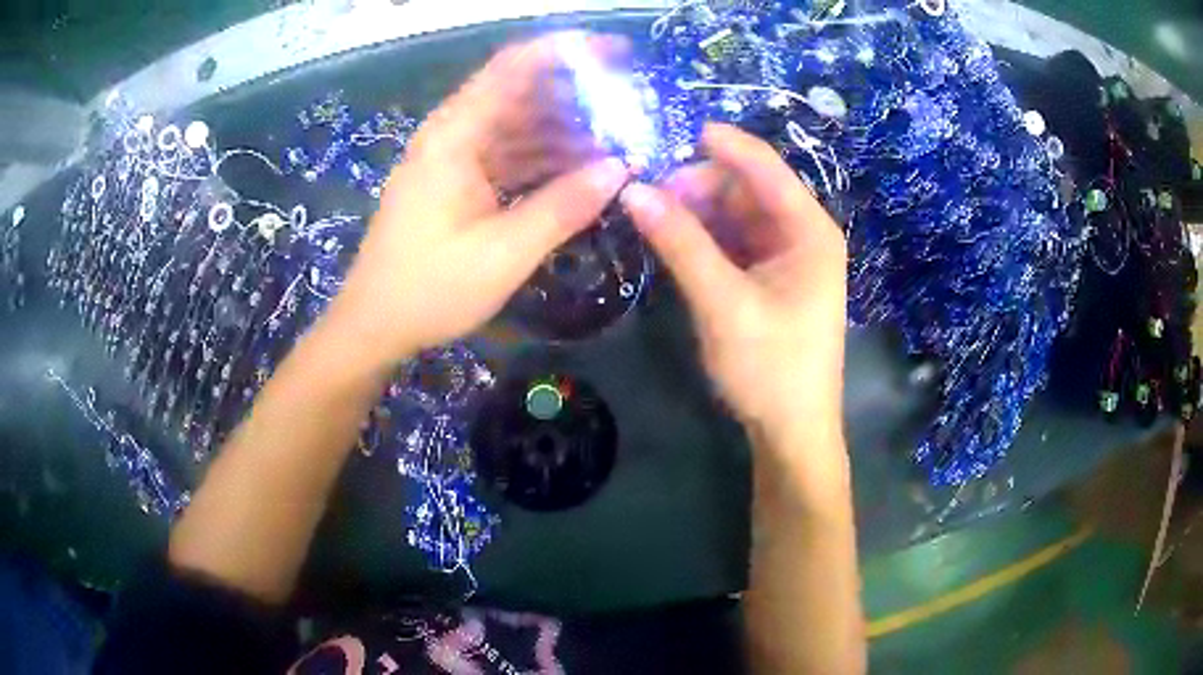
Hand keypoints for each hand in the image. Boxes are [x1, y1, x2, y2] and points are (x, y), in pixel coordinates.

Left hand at [324, 34, 630, 368]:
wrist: (374, 326)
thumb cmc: (429, 290)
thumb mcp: (504, 253)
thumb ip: (563, 207)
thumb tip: (620, 169)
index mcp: (454, 137)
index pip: (514, 67)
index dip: (567, 51)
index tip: (617, 52)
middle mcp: (451, 135)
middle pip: (520, 93)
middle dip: (576, 96)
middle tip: (629, 108)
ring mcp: (451, 159)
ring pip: (517, 126)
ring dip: (564, 132)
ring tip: (616, 144)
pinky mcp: (454, 182)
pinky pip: (506, 156)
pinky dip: (542, 160)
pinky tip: (578, 172)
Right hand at [620, 124, 846, 443]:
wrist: (791, 430)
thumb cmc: (770, 367)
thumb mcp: (723, 302)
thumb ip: (681, 243)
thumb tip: (633, 190)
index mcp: (809, 230)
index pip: (764, 166)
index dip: (720, 144)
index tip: (666, 133)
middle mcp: (802, 234)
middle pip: (747, 188)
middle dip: (699, 185)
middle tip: (648, 197)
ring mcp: (787, 257)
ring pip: (736, 214)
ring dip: (697, 212)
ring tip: (652, 218)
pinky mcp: (771, 278)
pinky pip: (735, 242)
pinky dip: (705, 238)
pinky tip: (674, 241)